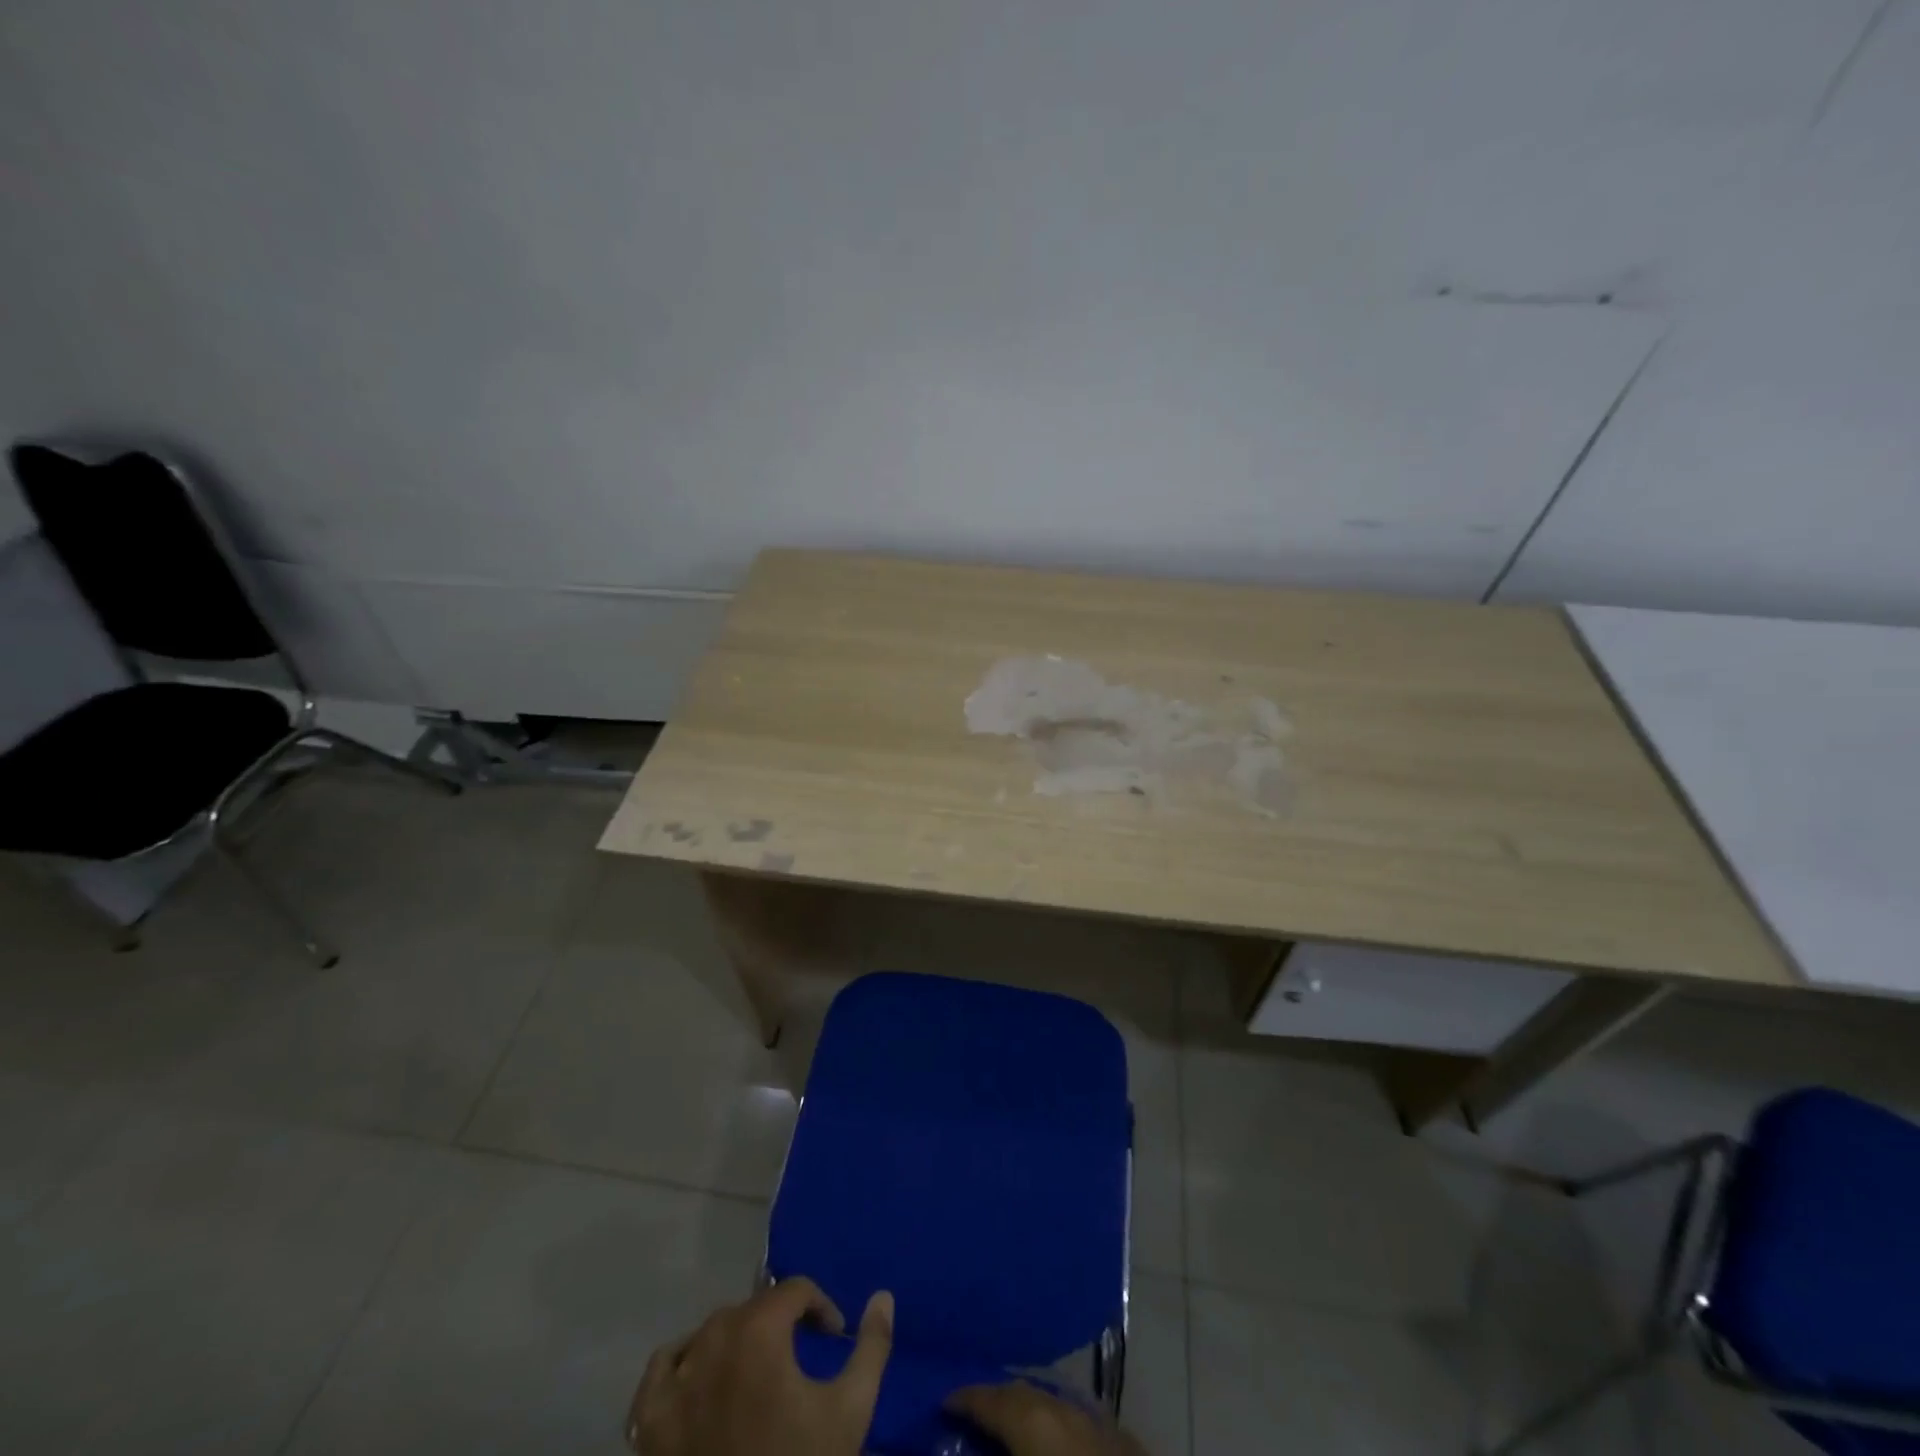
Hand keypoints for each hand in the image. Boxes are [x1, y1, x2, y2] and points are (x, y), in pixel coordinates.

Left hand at [627, 1278, 893, 1455]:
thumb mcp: (851, 1410)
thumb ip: (872, 1346)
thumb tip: (883, 1296)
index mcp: (759, 1330)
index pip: (795, 1290)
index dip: (820, 1307)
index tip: (834, 1337)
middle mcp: (713, 1340)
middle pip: (753, 1308)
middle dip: (780, 1323)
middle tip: (798, 1356)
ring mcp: (675, 1381)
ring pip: (710, 1332)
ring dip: (736, 1339)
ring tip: (756, 1368)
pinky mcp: (647, 1422)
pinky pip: (660, 1369)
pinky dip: (680, 1363)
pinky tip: (699, 1380)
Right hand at [947, 1381, 1148, 1455]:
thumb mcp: (1024, 1445)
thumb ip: (993, 1444)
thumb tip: (956, 1446)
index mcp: (1032, 1418)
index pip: (988, 1398)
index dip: (963, 1399)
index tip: (943, 1403)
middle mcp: (1061, 1407)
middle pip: (1020, 1393)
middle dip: (995, 1401)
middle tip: (972, 1414)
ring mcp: (1095, 1420)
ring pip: (1050, 1403)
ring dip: (1027, 1411)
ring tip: (1008, 1426)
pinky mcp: (1121, 1439)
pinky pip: (1077, 1422)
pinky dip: (1056, 1426)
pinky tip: (1052, 1440)